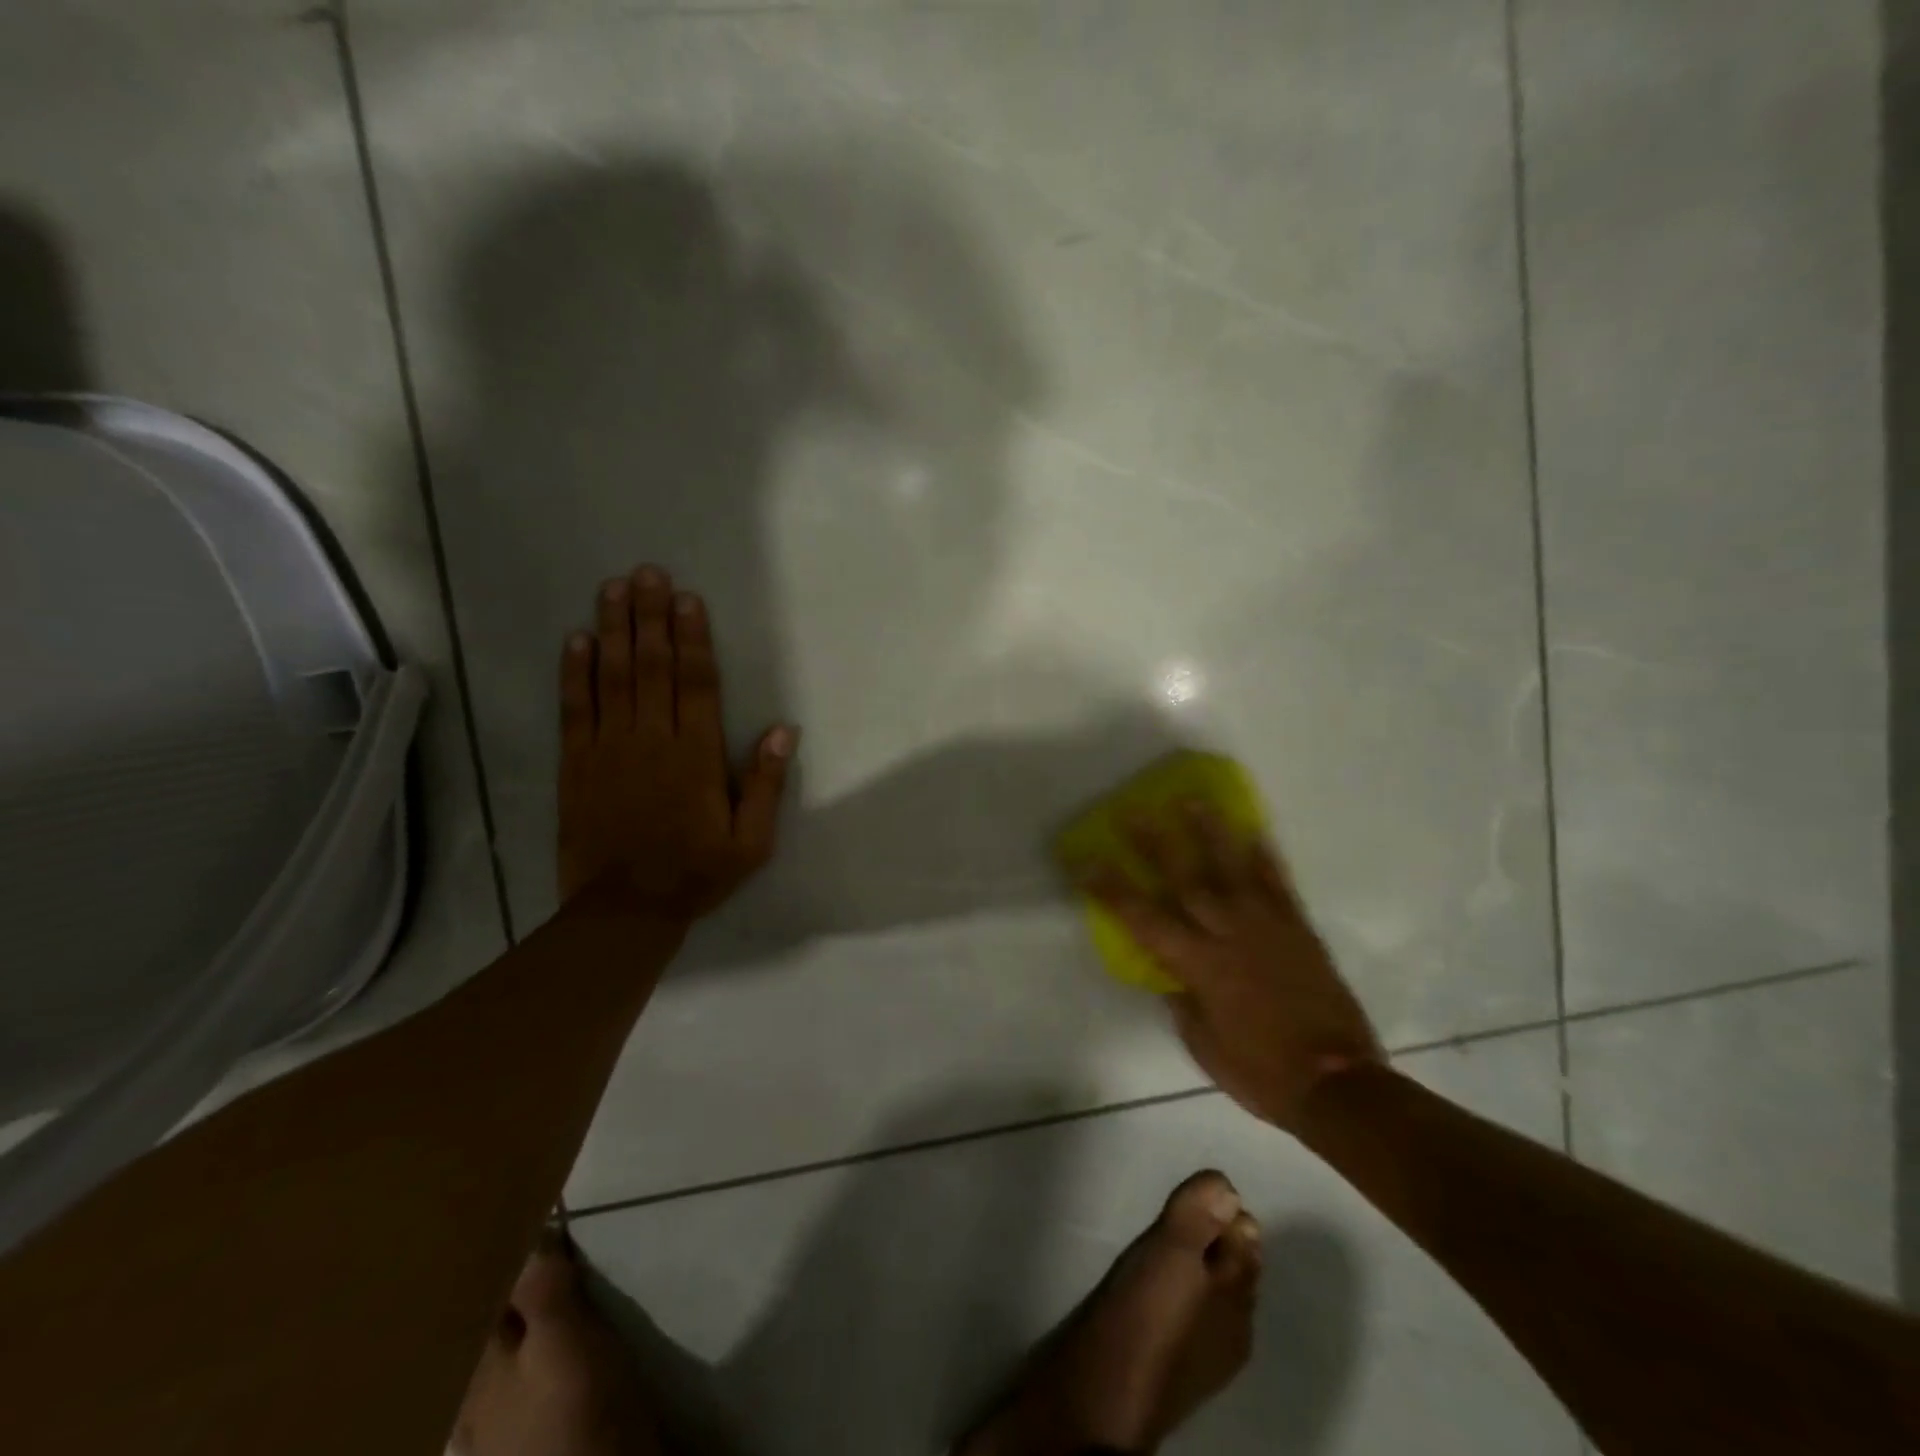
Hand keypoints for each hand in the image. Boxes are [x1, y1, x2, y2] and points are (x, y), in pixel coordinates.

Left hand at [557, 565, 796, 922]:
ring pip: (613, 678)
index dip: (693, 638)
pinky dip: (575, 673)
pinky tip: (577, 640)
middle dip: (651, 617)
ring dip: (614, 630)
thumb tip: (783, 731)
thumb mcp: (751, 842)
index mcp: (696, 756)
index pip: (696, 684)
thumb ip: (765, 785)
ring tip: (614, 588)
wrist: (624, 910)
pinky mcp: (576, 764)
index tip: (687, 599)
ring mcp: (609, 749)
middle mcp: (652, 740)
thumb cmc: (696, 873)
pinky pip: (574, 709)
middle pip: (653, 667)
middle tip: (647, 573)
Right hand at [1086, 806, 1382, 1131]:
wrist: (1339, 1084)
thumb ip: (1184, 1002)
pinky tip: (1256, 834)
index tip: (1087, 862)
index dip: (1111, 889)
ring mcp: (1267, 927)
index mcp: (1198, 965)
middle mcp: (1228, 935)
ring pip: (1232, 870)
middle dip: (1155, 843)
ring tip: (1193, 800)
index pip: (1143, 918)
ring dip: (1210, 833)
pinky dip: (1267, 859)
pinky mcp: (1299, 931)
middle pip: (1184, 879)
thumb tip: (1174, 976)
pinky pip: (1279, 886)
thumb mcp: (1204, 1045)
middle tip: (1135, 810)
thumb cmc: (1261, 1072)